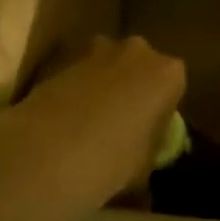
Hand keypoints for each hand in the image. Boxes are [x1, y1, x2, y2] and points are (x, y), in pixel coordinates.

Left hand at [21, 36, 186, 194]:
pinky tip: (66, 123)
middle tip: (122, 126)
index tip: (149, 134)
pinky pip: (80, 74)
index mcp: (167, 73)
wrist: (45, 153)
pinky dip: (77, 91)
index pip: (174, 86)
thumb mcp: (142, 168)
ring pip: (109, 66)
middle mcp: (137, 51)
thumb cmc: (110, 160)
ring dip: (104, 86)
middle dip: (133, 89)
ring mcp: (97, 51)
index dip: (162, 110)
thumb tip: (145, 169)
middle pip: (141, 67)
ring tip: (90, 125)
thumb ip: (148, 154)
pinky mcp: (64, 59)